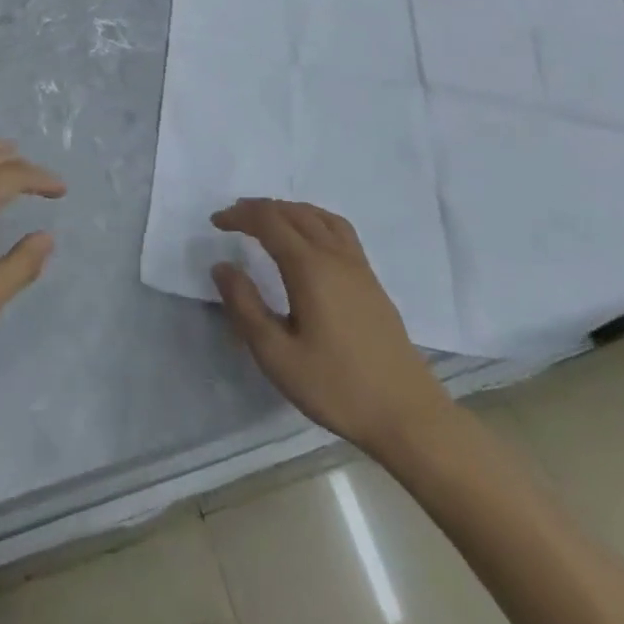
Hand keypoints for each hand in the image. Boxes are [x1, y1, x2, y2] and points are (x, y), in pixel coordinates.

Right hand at [210, 199, 454, 458]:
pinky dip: (314, 219)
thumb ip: (245, 307)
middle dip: (260, 208)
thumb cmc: (336, 387)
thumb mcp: (277, 355)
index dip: (240, 215)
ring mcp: (358, 266)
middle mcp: (335, 256)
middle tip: (233, 218)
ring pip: (320, 216)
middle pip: (294, 212)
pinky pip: (339, 230)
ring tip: (267, 221)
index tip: (216, 223)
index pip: (269, 222)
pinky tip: (309, 240)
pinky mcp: (371, 281)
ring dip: (288, 210)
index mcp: (310, 268)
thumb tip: (222, 266)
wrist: (407, 414)